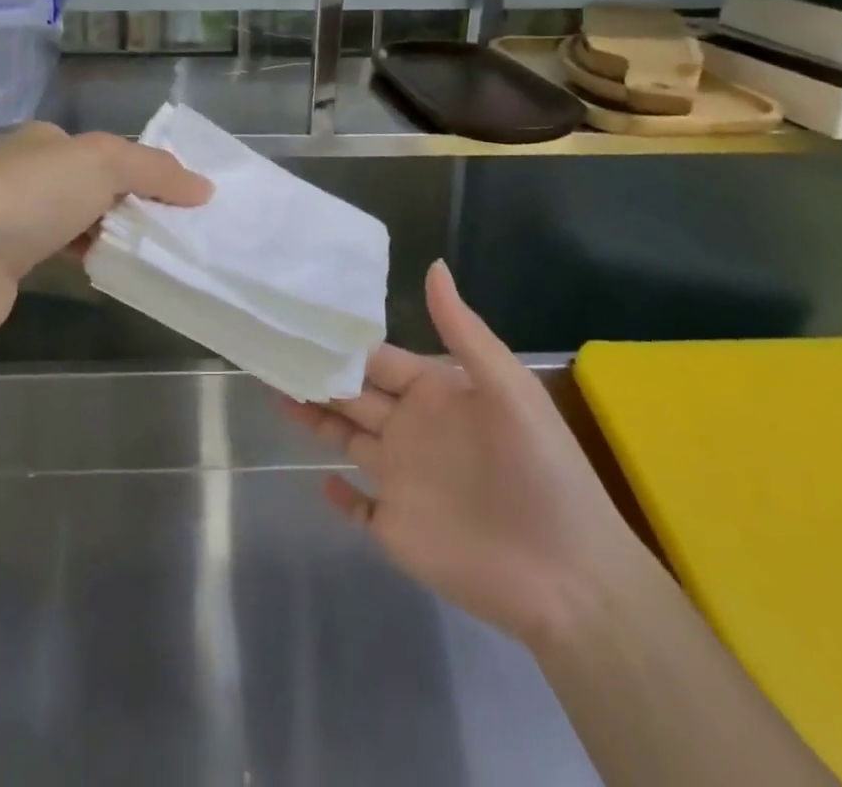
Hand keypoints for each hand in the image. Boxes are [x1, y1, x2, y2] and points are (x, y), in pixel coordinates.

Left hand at [0, 122, 211, 340]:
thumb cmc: (31, 196)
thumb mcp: (104, 163)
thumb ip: (156, 170)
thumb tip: (204, 188)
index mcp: (46, 139)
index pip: (108, 150)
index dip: (147, 171)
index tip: (183, 199)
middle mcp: (28, 171)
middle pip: (97, 185)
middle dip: (134, 204)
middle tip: (176, 229)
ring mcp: (15, 216)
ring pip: (81, 219)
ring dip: (114, 233)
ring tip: (154, 252)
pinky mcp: (9, 260)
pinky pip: (64, 252)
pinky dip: (89, 257)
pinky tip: (111, 269)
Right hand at [286, 261, 648, 645]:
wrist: (570, 577)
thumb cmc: (541, 470)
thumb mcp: (508, 388)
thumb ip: (464, 331)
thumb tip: (433, 265)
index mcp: (435, 394)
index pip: (378, 360)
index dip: (343, 344)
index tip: (301, 322)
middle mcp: (412, 430)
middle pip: (352, 395)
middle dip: (317, 375)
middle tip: (271, 352)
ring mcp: (402, 481)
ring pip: (346, 441)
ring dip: (315, 422)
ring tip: (275, 395)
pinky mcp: (396, 530)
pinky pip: (359, 511)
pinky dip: (340, 498)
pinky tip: (317, 482)